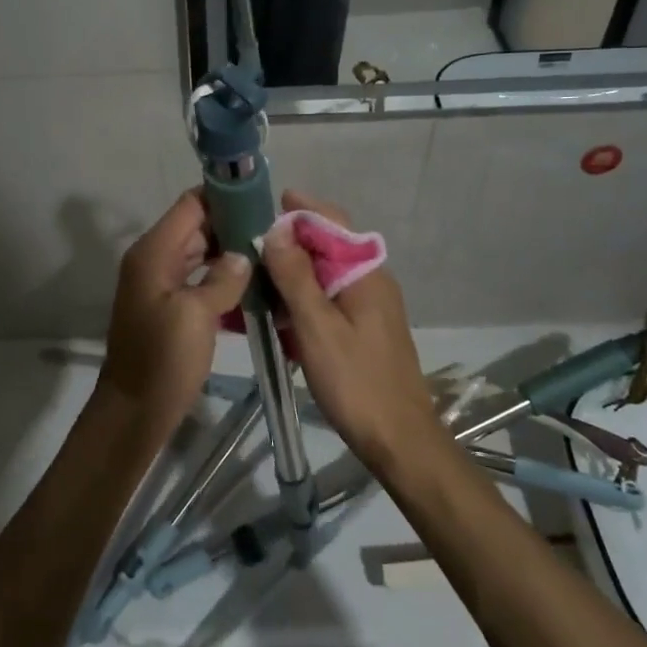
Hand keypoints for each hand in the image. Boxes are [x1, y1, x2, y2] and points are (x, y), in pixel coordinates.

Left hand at [100, 189, 251, 422]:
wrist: (135, 409)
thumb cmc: (163, 359)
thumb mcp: (196, 315)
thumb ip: (223, 278)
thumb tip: (244, 254)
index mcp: (154, 252)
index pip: (191, 204)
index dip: (225, 197)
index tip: (263, 203)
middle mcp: (155, 259)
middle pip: (197, 226)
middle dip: (234, 225)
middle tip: (277, 233)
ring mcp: (161, 283)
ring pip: (201, 253)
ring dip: (232, 253)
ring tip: (272, 256)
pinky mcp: (171, 305)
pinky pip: (200, 279)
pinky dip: (223, 278)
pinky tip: (255, 286)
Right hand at [259, 190, 435, 462]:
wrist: (399, 440)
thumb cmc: (357, 382)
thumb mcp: (317, 327)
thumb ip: (295, 277)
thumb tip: (276, 231)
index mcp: (365, 273)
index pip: (333, 222)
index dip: (299, 210)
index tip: (262, 206)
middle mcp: (371, 281)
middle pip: (327, 247)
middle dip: (289, 242)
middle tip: (248, 245)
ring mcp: (369, 307)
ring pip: (325, 275)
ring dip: (292, 273)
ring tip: (254, 277)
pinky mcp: (363, 330)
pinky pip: (328, 300)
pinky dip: (301, 299)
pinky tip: (276, 313)